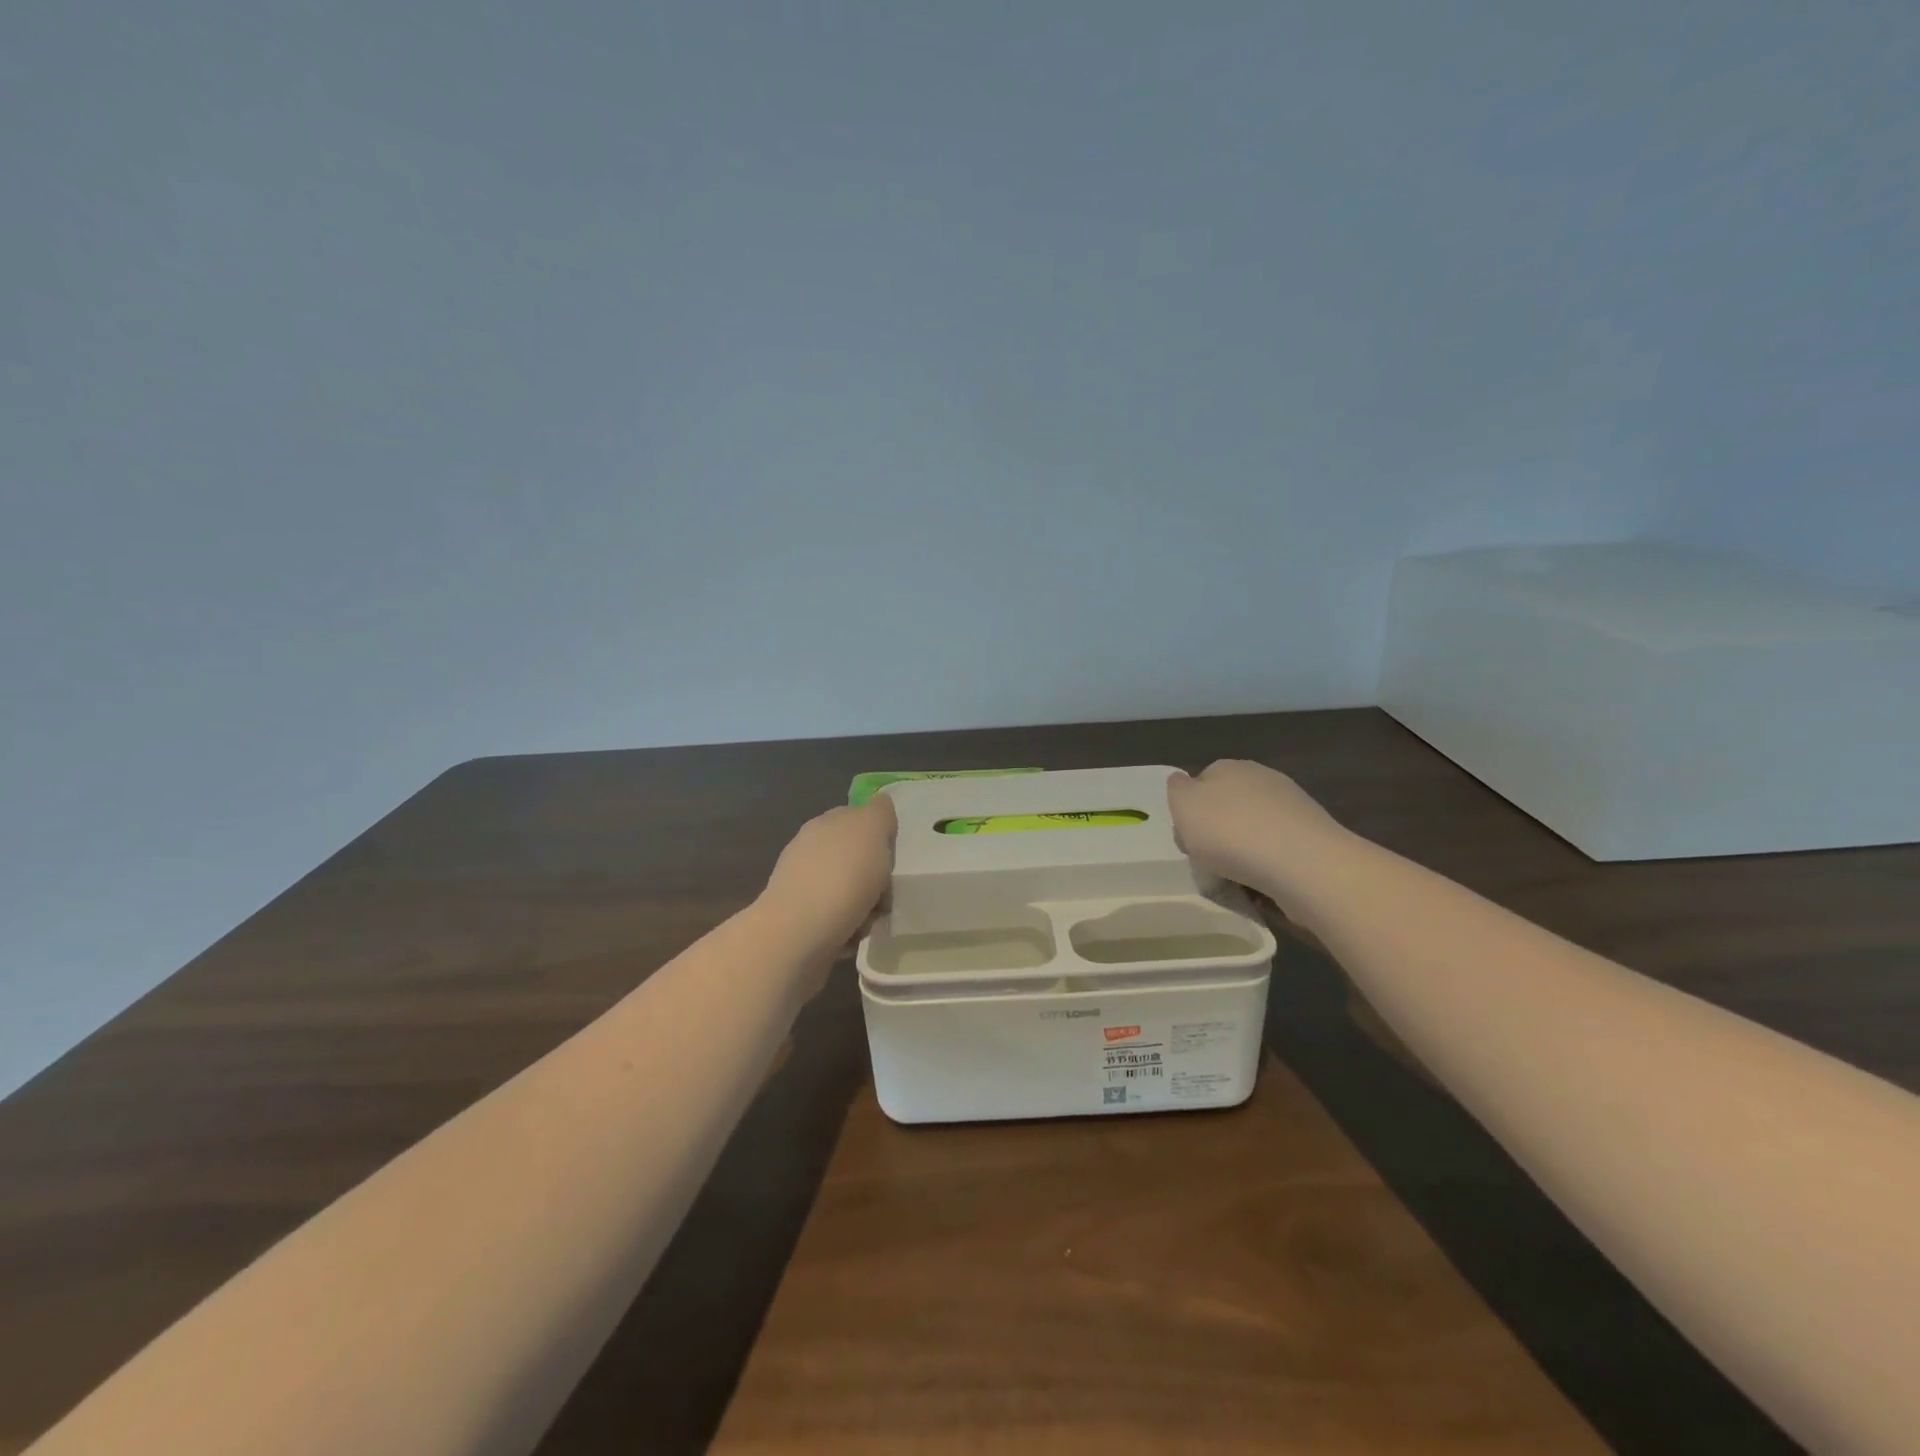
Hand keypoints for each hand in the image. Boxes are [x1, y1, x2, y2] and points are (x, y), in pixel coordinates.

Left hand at [756, 796, 896, 961]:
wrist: (798, 935)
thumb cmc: (841, 877)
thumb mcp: (870, 829)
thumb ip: (879, 813)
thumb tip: (880, 804)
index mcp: (825, 824)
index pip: (857, 819)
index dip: (879, 835)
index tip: (892, 855)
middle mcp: (810, 851)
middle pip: (855, 859)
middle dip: (875, 876)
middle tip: (885, 891)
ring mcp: (802, 887)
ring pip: (849, 892)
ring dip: (865, 906)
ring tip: (871, 920)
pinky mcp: (801, 923)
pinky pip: (839, 922)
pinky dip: (850, 929)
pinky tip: (854, 937)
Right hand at [1166, 760, 1345, 899]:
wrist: (1302, 864)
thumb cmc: (1231, 832)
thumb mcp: (1184, 806)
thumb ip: (1177, 789)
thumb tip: (1182, 781)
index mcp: (1230, 767)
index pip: (1201, 781)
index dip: (1190, 810)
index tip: (1187, 836)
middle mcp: (1263, 778)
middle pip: (1228, 805)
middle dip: (1218, 830)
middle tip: (1208, 859)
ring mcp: (1293, 806)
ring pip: (1253, 828)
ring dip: (1243, 849)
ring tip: (1236, 877)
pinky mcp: (1313, 837)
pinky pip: (1277, 850)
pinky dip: (1267, 864)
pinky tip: (1263, 882)